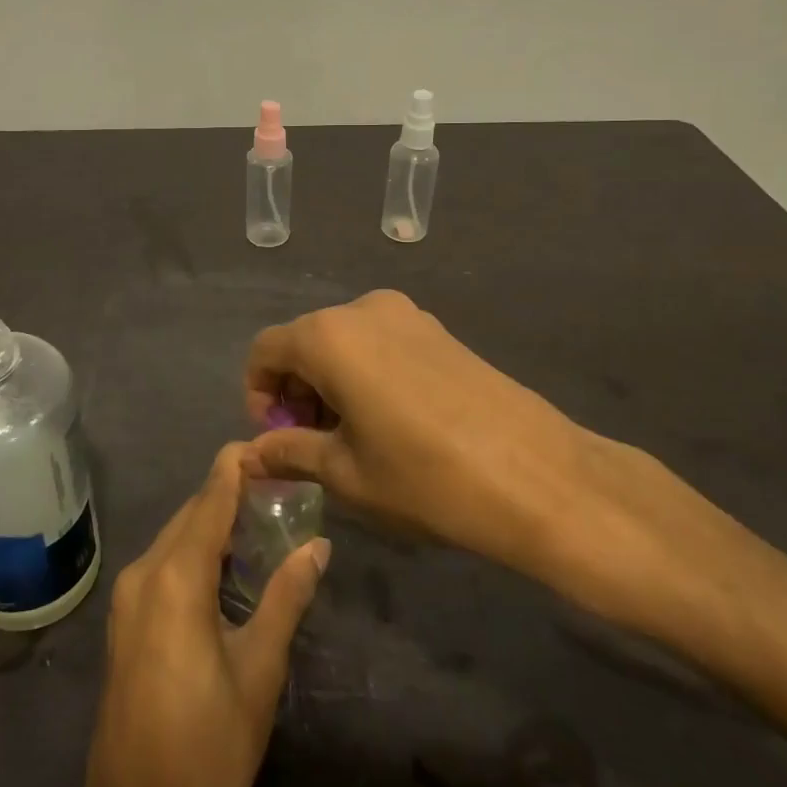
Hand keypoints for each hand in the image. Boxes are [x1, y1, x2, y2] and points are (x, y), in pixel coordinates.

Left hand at [41, 444, 329, 786]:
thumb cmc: (207, 749)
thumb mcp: (259, 671)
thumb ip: (287, 598)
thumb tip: (319, 545)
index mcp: (176, 578)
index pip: (210, 499)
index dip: (236, 466)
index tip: (268, 444)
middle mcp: (144, 573)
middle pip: (192, 514)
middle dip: (230, 493)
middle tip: (281, 486)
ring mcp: (127, 599)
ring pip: (176, 537)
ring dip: (214, 522)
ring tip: (264, 518)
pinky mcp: (124, 622)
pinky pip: (163, 563)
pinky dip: (196, 550)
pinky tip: (228, 564)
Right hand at [241, 291, 741, 639]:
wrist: (537, 475)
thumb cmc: (424, 477)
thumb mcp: (346, 473)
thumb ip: (289, 452)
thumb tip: (250, 457)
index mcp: (329, 335)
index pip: (265, 350)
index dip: (258, 394)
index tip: (277, 439)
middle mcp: (363, 309)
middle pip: (304, 341)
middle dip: (296, 390)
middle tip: (311, 445)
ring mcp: (407, 314)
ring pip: (344, 342)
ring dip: (331, 383)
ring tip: (352, 439)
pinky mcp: (439, 330)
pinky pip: (380, 343)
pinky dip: (365, 374)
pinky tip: (391, 422)